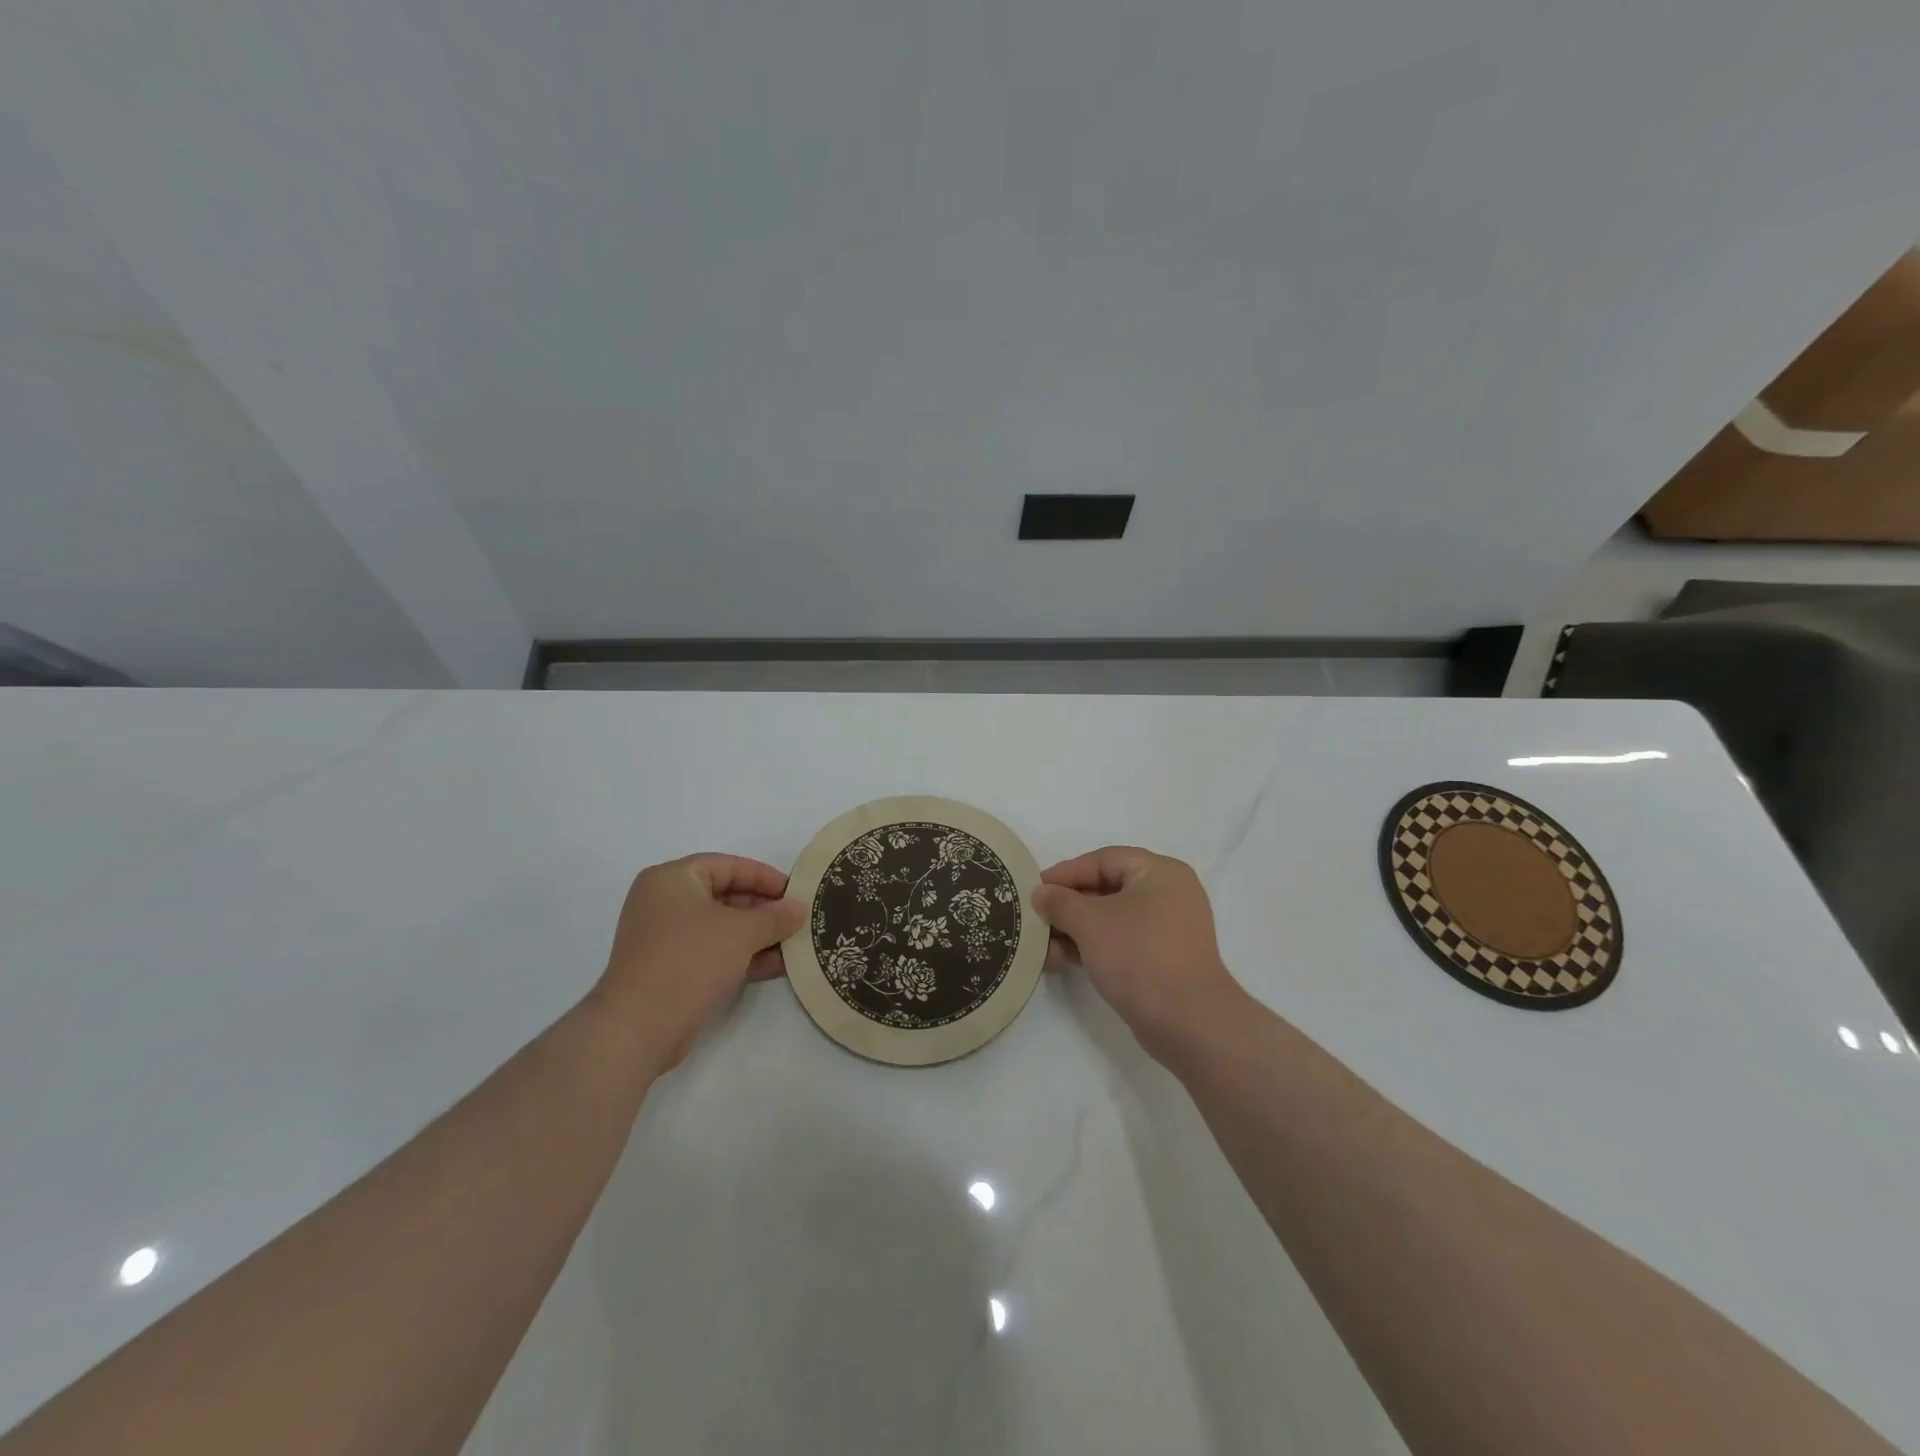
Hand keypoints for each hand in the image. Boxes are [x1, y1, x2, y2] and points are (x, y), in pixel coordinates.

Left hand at [595, 854, 805, 1071]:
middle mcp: (664, 902)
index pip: (728, 866)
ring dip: (758, 936)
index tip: (796, 892)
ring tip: (793, 945)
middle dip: (764, 910)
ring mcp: (665, 938)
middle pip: (725, 896)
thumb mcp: (741, 932)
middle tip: (797, 920)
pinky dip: (742, 956)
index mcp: (672, 879)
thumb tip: (798, 909)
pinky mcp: (670, 970)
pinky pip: (713, 952)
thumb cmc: (690, 961)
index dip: (765, 877)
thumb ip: (775, 916)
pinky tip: (775, 966)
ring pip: (721, 928)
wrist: (638, 1028)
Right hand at [1033, 846, 1246, 1062]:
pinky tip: (1062, 960)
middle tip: (1037, 917)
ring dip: (1076, 929)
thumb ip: (1060, 902)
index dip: (1066, 872)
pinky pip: (1121, 941)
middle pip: (1107, 889)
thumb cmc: (1139, 956)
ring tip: (1044, 946)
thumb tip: (1041, 893)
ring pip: (1112, 918)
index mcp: (1160, 872)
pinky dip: (1093, 947)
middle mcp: (1168, 894)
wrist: (1188, 1022)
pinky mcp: (1163, 959)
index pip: (1104, 860)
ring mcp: (1168, 929)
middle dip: (1068, 905)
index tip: (1035, 888)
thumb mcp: (1090, 923)